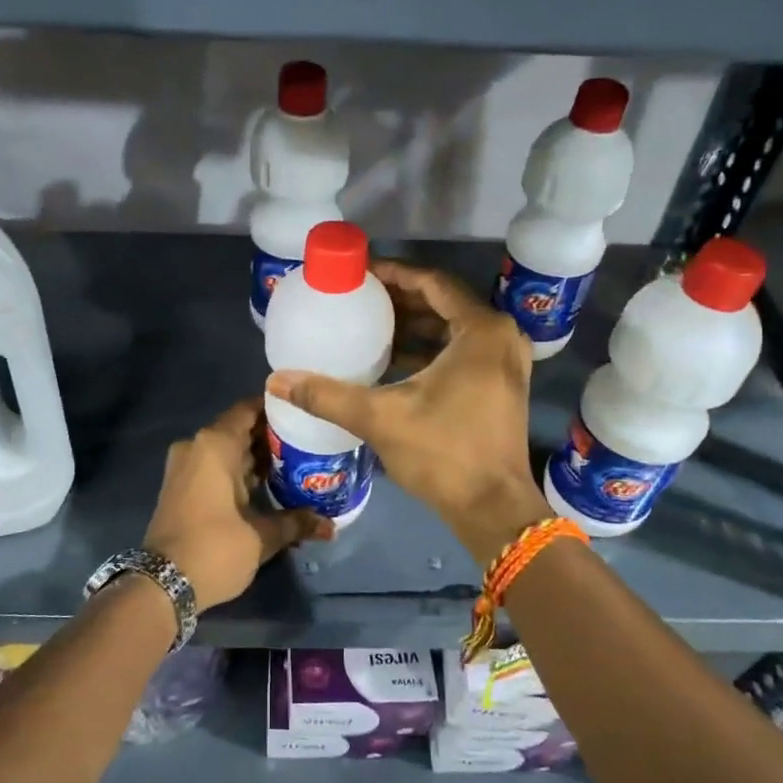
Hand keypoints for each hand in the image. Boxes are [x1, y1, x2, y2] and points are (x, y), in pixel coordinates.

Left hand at [143, 397, 333, 610]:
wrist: (162, 585)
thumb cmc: (214, 548)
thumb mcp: (261, 536)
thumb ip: (296, 523)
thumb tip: (331, 526)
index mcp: (215, 444)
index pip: (249, 409)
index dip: (276, 409)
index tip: (304, 414)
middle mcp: (197, 447)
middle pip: (240, 430)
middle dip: (272, 438)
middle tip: (309, 444)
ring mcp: (185, 467)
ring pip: (228, 452)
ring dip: (256, 459)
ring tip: (296, 466)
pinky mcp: (181, 488)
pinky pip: (215, 468)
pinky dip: (239, 473)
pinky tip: (269, 487)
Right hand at [265, 262, 550, 565]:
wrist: (493, 509)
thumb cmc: (443, 453)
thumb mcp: (380, 418)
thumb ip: (327, 395)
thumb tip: (276, 381)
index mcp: (481, 331)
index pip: (432, 283)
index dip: (394, 274)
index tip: (360, 272)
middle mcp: (501, 338)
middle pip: (444, 303)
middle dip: (400, 299)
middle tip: (359, 297)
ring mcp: (505, 364)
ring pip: (453, 329)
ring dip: (414, 325)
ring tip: (370, 324)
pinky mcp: (501, 387)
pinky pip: (461, 351)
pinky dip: (429, 349)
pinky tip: (392, 358)